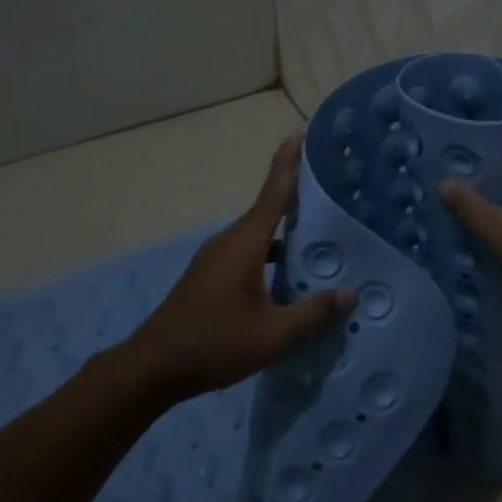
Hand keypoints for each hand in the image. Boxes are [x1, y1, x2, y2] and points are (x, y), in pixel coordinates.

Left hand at [126, 134, 352, 397]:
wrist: (152, 367)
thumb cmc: (213, 344)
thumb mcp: (272, 335)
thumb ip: (313, 313)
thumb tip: (349, 294)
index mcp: (245, 243)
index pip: (273, 192)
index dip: (288, 162)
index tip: (301, 134)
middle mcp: (229, 241)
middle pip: (268, 210)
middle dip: (298, 198)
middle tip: (335, 194)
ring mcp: (216, 257)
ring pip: (259, 234)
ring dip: (286, 232)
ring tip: (322, 238)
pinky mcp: (210, 275)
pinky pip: (248, 251)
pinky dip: (271, 253)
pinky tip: (289, 276)